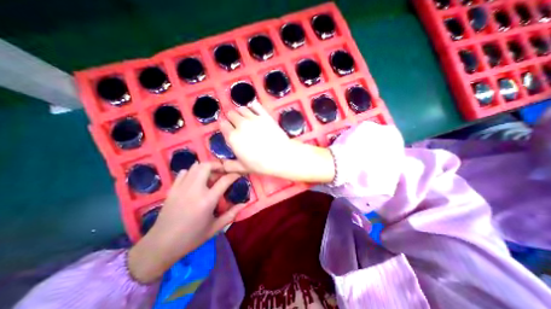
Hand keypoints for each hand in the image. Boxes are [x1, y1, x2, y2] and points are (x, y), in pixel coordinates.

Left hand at [129, 163, 244, 283]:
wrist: (161, 245)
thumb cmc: (192, 237)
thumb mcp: (215, 228)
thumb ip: (231, 214)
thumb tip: (244, 204)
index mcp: (207, 200)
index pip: (224, 180)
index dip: (234, 175)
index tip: (238, 174)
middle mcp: (195, 190)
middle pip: (207, 166)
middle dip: (218, 165)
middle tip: (223, 172)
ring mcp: (182, 187)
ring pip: (195, 167)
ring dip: (206, 167)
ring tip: (211, 175)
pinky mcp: (173, 189)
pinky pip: (184, 172)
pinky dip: (192, 171)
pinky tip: (196, 179)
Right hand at [220, 102, 291, 175]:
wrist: (280, 156)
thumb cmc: (261, 164)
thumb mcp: (243, 168)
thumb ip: (230, 166)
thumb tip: (222, 165)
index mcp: (233, 137)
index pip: (223, 125)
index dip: (224, 125)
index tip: (227, 127)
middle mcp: (241, 124)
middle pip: (231, 114)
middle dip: (231, 117)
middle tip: (236, 123)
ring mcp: (253, 118)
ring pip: (242, 108)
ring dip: (240, 111)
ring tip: (244, 116)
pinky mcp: (265, 115)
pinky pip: (255, 105)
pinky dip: (252, 105)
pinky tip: (253, 108)